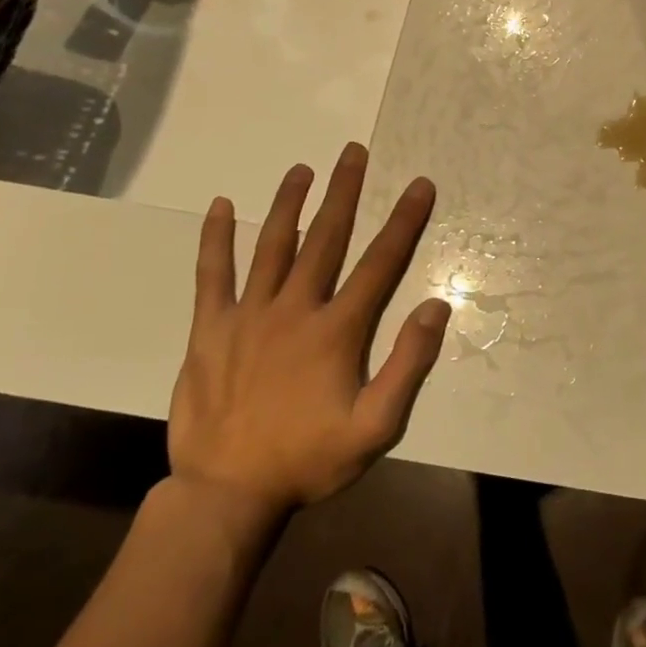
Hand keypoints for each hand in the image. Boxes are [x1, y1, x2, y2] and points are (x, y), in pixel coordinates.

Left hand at [168, 144, 450, 529]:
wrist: (226, 494)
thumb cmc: (308, 459)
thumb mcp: (375, 427)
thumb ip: (408, 365)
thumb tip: (435, 306)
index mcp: (336, 330)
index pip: (380, 263)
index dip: (404, 221)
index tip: (420, 185)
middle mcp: (295, 309)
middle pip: (326, 239)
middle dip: (344, 192)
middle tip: (354, 152)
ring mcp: (248, 315)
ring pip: (273, 245)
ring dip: (290, 203)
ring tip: (303, 169)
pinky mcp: (210, 329)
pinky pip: (213, 275)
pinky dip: (216, 239)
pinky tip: (221, 207)